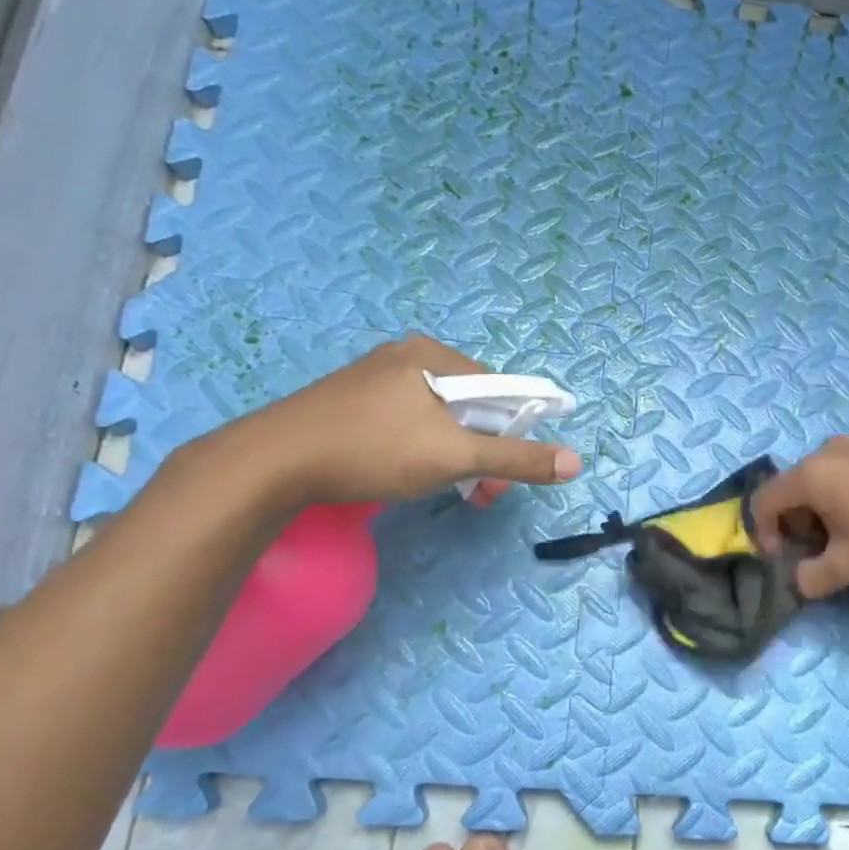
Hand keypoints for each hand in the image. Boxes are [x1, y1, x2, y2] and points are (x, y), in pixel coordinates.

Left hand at [222, 335, 580, 505]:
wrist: (273, 462)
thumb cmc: (375, 449)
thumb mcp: (455, 456)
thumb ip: (517, 458)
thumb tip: (575, 462)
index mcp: (433, 356)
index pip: (498, 389)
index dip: (513, 432)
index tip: (507, 472)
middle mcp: (406, 358)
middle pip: (469, 405)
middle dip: (484, 451)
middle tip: (482, 493)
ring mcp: (375, 379)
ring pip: (437, 418)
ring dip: (456, 456)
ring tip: (453, 493)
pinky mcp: (352, 402)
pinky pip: (407, 422)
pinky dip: (423, 450)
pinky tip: (411, 475)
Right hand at [751, 437, 848, 597]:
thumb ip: (811, 578)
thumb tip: (799, 580)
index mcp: (810, 475)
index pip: (762, 503)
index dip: (764, 537)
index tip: (790, 562)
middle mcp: (827, 451)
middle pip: (791, 491)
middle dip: (797, 527)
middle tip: (823, 555)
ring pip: (820, 483)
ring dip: (822, 515)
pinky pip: (846, 474)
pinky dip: (845, 499)